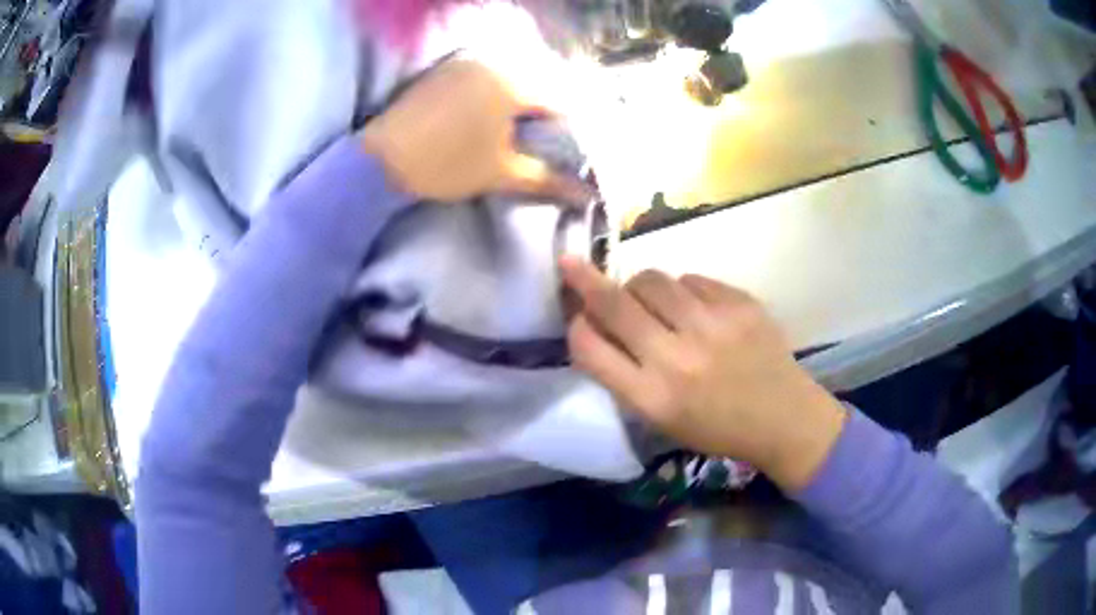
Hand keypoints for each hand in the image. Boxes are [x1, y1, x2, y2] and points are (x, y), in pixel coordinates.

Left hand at [362, 59, 591, 205]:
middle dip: (540, 116)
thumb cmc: (446, 164)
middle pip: (534, 87)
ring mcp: (464, 63)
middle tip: (537, 146)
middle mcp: (492, 62)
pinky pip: (482, 78)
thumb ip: (547, 180)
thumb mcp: (501, 173)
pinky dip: (491, 96)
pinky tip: (482, 120)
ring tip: (509, 135)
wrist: (380, 160)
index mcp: (512, 83)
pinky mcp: (443, 70)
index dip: (567, 130)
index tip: (565, 152)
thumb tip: (585, 195)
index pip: (558, 102)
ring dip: (516, 105)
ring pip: (508, 81)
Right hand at [560, 258, 847, 490]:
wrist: (783, 417)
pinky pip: (692, 279)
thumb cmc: (717, 427)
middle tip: (572, 264)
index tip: (574, 314)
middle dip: (585, 280)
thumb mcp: (662, 418)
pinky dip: (683, 290)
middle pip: (615, 303)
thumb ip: (626, 375)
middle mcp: (677, 359)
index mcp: (652, 397)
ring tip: (652, 300)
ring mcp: (712, 325)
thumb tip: (597, 324)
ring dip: (639, 286)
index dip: (575, 325)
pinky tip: (695, 309)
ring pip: (651, 280)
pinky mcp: (740, 303)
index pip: (590, 348)